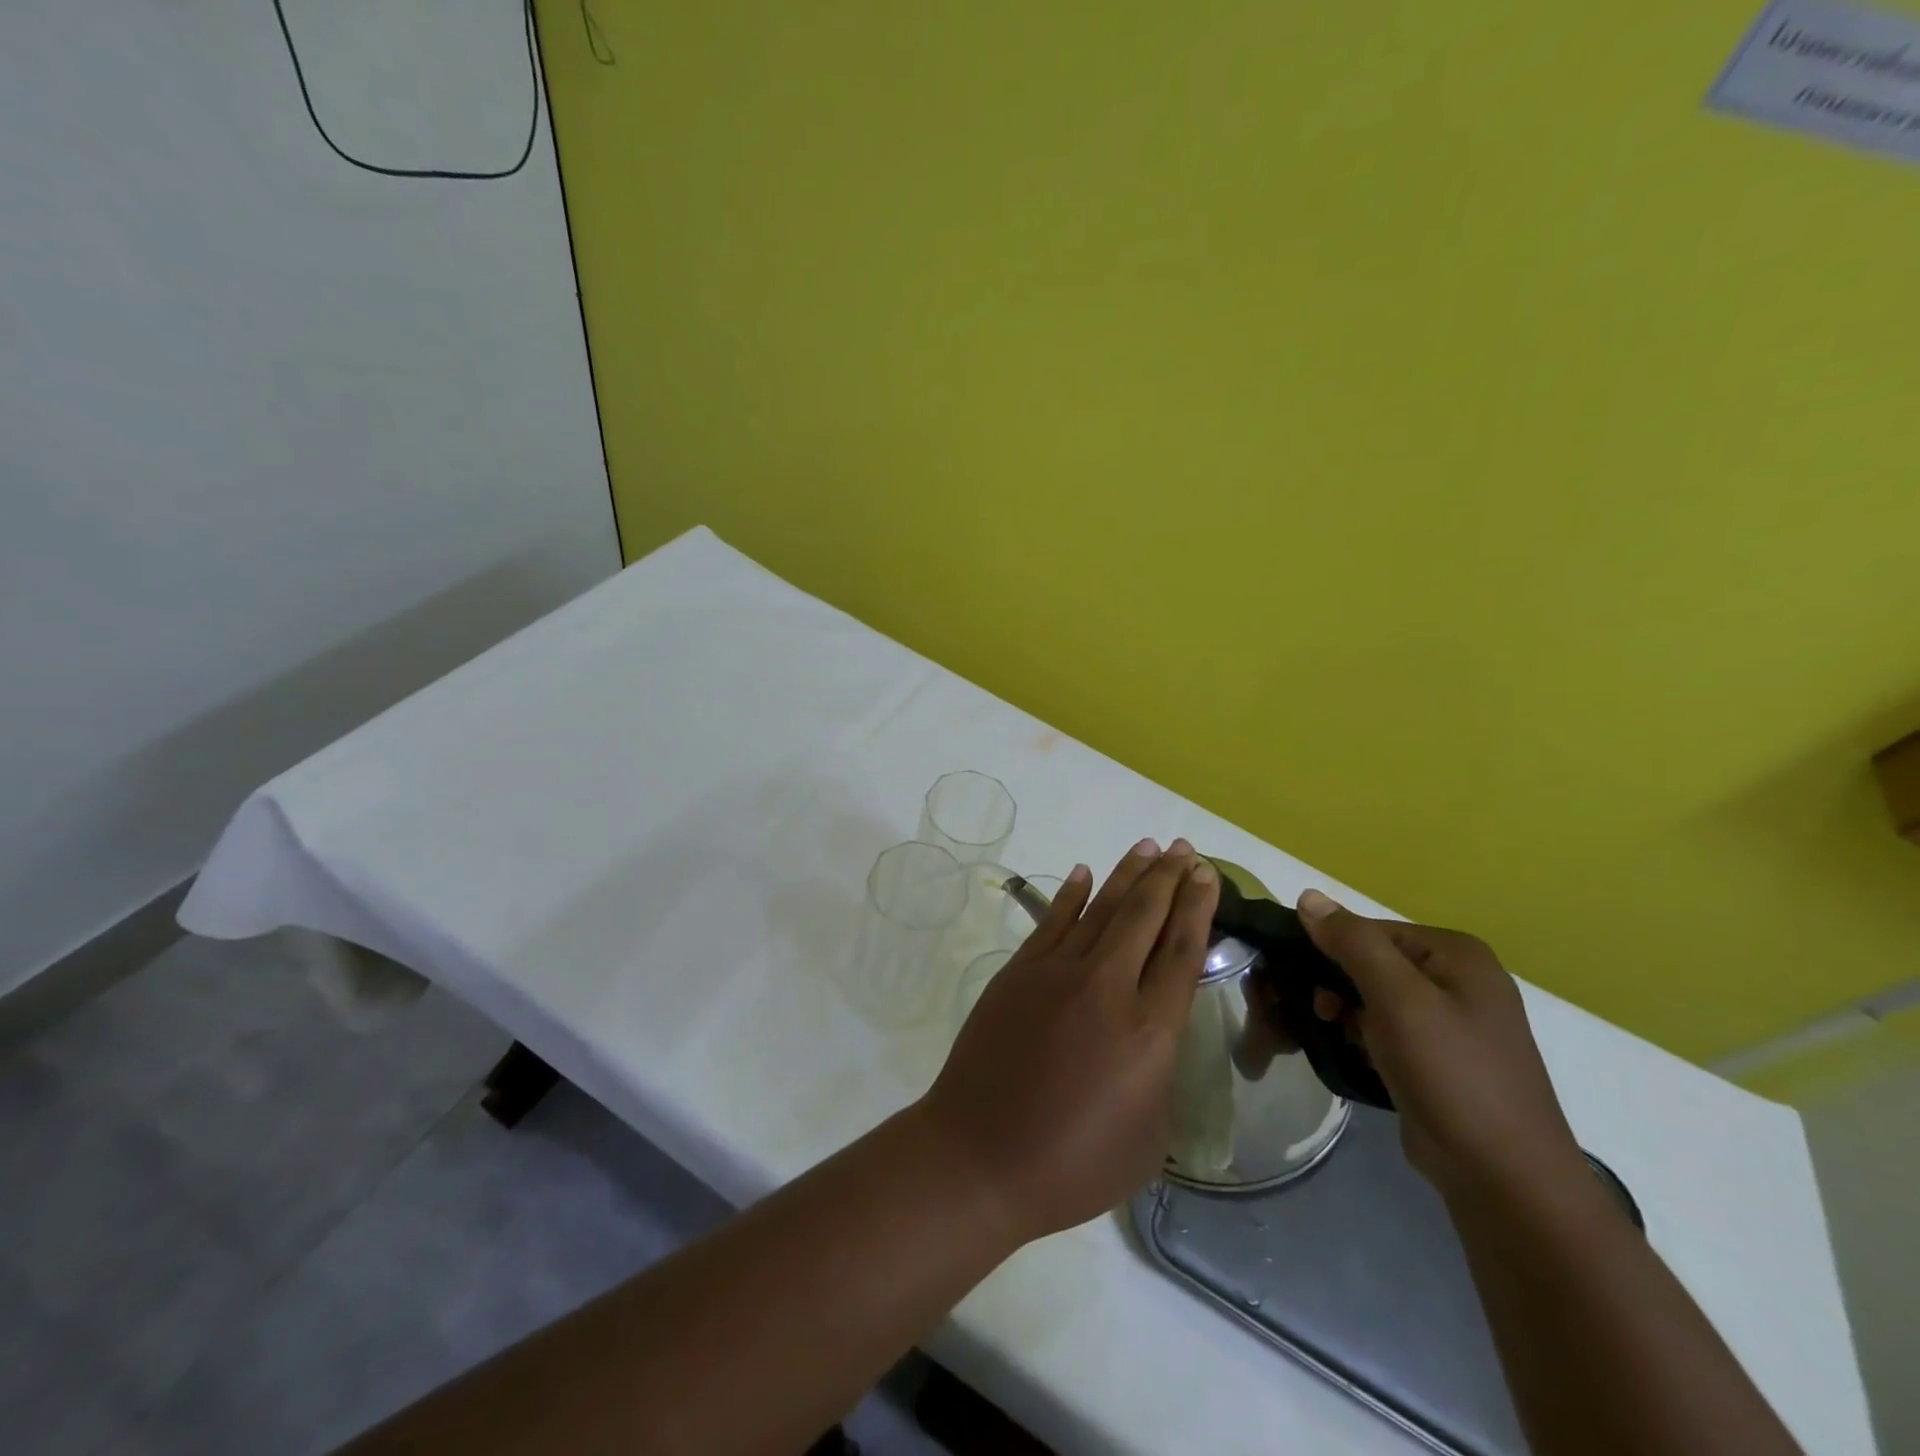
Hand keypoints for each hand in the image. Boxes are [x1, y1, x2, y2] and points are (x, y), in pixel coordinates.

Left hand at [916, 838, 1220, 1242]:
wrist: (981, 1156)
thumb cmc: (1074, 1165)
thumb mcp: (1148, 1137)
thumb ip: (1159, 1075)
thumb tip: (1151, 1039)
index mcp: (1149, 1031)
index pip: (1181, 951)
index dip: (1197, 907)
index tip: (1207, 875)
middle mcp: (1107, 987)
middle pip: (1145, 917)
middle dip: (1169, 878)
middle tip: (1185, 849)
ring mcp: (1056, 972)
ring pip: (1101, 909)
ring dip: (1127, 875)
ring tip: (1149, 847)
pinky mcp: (1018, 971)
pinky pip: (1052, 921)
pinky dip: (1071, 894)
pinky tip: (1084, 873)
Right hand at [1295, 890, 1588, 1201]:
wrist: (1504, 1179)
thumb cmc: (1452, 1075)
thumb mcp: (1398, 1000)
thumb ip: (1353, 944)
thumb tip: (1307, 896)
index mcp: (1456, 954)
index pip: (1370, 930)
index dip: (1330, 949)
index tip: (1302, 981)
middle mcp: (1458, 979)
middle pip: (1372, 961)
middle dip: (1337, 983)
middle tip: (1318, 1013)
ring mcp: (1453, 1021)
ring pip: (1375, 997)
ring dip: (1346, 1012)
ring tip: (1335, 1037)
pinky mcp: (1441, 1058)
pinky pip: (1387, 1029)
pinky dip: (1364, 1036)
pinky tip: (1354, 1054)